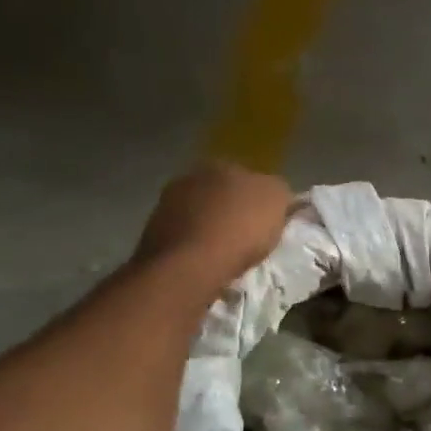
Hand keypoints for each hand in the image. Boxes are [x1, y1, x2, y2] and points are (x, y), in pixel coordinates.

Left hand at [135, 162, 292, 288]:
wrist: (189, 265)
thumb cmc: (239, 230)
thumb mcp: (276, 202)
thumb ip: (278, 191)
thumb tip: (273, 194)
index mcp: (221, 164)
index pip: (247, 178)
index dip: (259, 200)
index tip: (266, 223)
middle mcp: (190, 176)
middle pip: (220, 194)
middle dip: (231, 211)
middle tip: (245, 238)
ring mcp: (166, 204)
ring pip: (198, 214)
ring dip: (209, 229)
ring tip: (223, 254)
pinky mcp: (152, 232)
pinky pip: (183, 237)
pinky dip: (193, 246)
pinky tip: (203, 262)